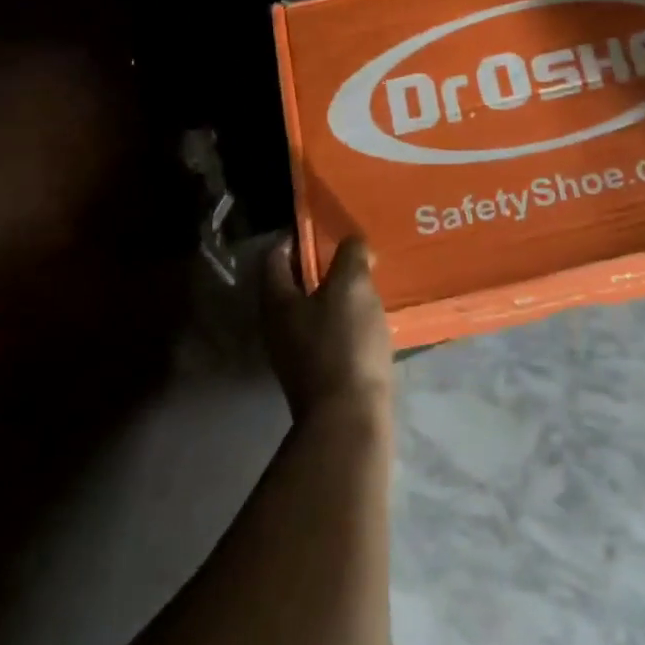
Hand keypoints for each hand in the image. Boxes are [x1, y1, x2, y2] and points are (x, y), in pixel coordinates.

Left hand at [262, 236, 393, 422]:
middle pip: (293, 283)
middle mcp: (278, 326)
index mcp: (277, 301)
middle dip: (320, 263)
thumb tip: (352, 241)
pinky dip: (345, 317)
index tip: (323, 225)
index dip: (296, 236)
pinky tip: (369, 314)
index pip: (275, 256)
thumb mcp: (351, 287)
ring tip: (366, 276)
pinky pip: (328, 331)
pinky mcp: (318, 372)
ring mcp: (296, 353)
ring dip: (335, 291)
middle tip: (350, 248)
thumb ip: (350, 256)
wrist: (349, 418)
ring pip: (313, 308)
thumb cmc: (343, 343)